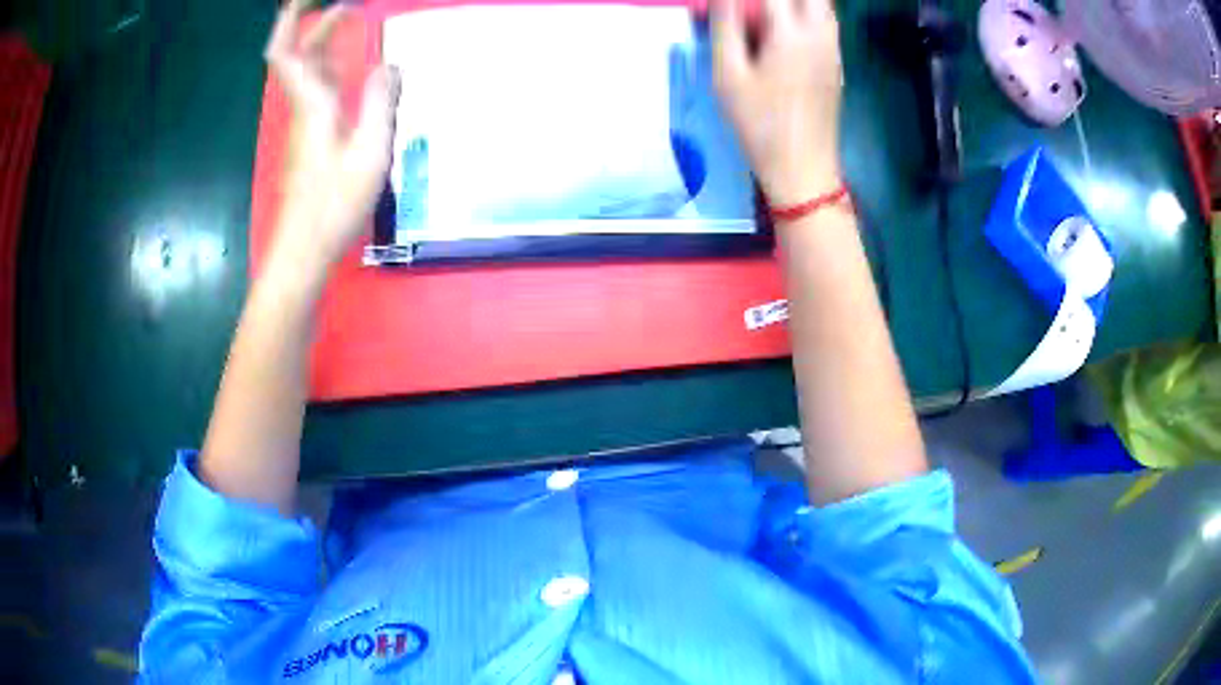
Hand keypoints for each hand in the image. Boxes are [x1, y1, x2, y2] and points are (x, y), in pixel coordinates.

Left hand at [265, 0, 399, 271]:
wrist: (303, 250)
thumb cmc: (334, 204)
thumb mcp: (369, 152)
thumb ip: (380, 103)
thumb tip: (389, 64)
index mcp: (312, 104)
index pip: (286, 52)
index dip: (292, 20)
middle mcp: (303, 109)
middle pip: (297, 57)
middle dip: (315, 25)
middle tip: (349, 6)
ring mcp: (305, 126)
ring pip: (306, 74)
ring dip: (323, 44)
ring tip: (352, 24)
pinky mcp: (310, 141)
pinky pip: (317, 91)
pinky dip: (331, 69)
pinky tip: (350, 70)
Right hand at [711, 0, 842, 205]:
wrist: (802, 167)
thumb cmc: (760, 124)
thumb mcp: (728, 76)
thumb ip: (725, 27)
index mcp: (790, 33)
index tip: (734, 8)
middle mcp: (819, 34)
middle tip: (756, 10)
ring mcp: (833, 49)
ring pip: (823, 6)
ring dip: (796, 4)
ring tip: (768, 19)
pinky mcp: (837, 64)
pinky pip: (826, 23)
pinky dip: (807, 15)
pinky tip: (784, 33)